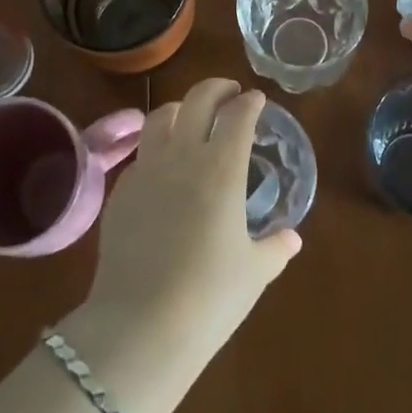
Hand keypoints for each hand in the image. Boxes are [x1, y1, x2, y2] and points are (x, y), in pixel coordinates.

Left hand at [84, 79, 300, 366]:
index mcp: (221, 168)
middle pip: (198, 99)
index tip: (256, 99)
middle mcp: (182, 156)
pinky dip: (157, 146)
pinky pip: (141, 153)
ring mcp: (146, 169)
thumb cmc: (209, 297)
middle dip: (217, 88)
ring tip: (191, 116)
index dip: (250, 102)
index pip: (238, 116)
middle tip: (229, 92)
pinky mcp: (120, 190)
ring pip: (160, 116)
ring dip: (181, 107)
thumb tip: (291, 238)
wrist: (140, 324)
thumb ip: (275, 248)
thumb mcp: (254, 273)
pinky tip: (164, 166)